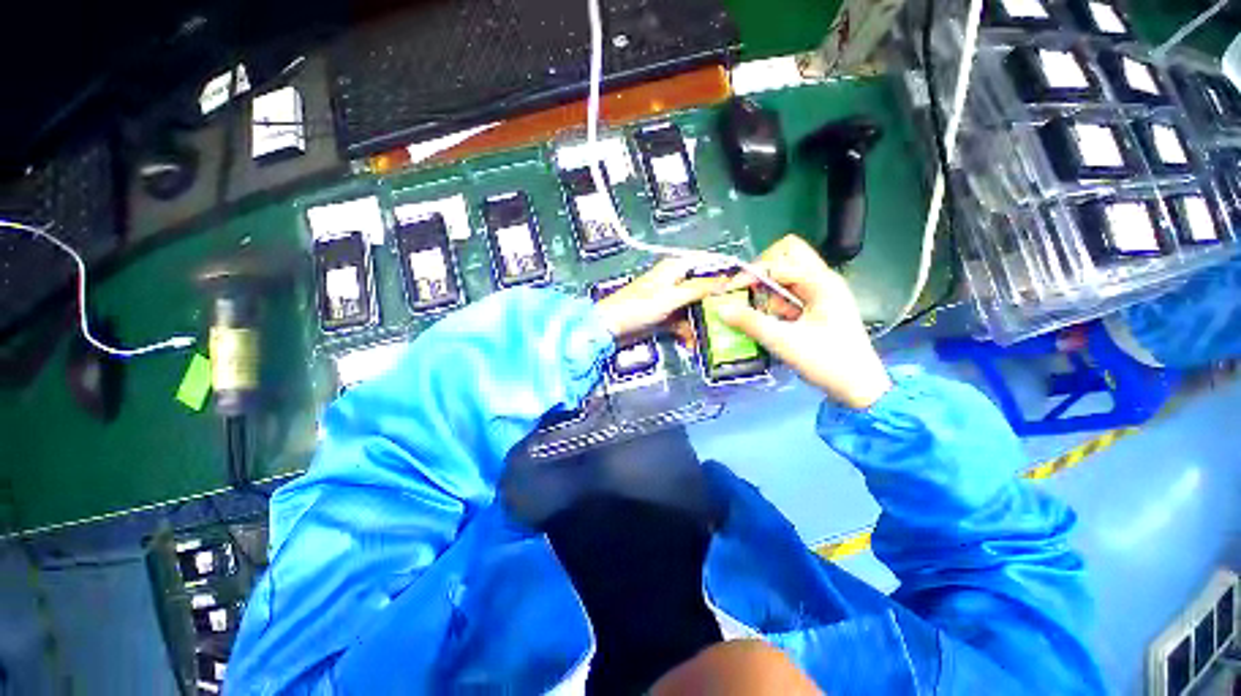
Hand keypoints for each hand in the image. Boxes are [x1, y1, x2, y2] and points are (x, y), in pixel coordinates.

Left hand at [595, 258, 728, 338]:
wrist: (610, 328)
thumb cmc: (636, 307)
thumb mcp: (671, 296)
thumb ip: (698, 288)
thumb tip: (725, 281)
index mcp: (674, 269)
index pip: (706, 264)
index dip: (722, 274)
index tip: (740, 287)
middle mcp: (674, 282)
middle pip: (703, 290)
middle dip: (713, 306)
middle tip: (727, 319)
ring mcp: (670, 301)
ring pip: (694, 310)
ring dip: (700, 324)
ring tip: (707, 338)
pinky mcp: (665, 317)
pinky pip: (683, 323)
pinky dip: (687, 333)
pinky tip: (691, 344)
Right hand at [716, 235, 891, 408]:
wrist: (859, 387)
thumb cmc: (828, 362)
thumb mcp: (785, 342)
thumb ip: (751, 323)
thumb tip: (721, 309)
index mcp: (821, 283)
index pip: (779, 262)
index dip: (751, 274)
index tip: (730, 291)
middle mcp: (822, 280)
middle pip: (788, 254)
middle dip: (762, 269)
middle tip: (747, 291)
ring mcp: (821, 293)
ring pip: (787, 273)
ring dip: (767, 289)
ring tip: (758, 312)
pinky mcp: (816, 306)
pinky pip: (789, 293)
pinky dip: (774, 302)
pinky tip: (769, 320)